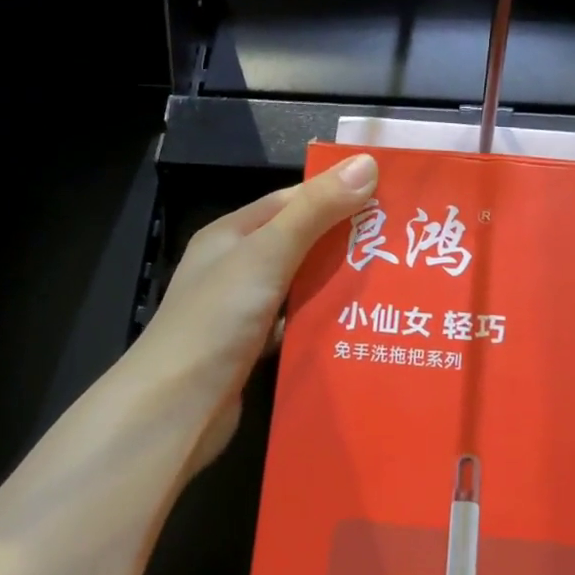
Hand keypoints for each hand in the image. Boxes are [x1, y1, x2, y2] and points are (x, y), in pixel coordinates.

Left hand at [132, 153, 380, 481]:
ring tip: (394, 284)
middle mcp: (235, 268)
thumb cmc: (216, 321)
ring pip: (300, 288)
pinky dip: (322, 325)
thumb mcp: (266, 255)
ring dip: (337, 286)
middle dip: (345, 243)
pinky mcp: (252, 350)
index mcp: (231, 235)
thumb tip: (366, 163)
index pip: (291, 202)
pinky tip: (360, 327)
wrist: (173, 410)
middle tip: (402, 245)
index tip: (388, 199)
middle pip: (299, 245)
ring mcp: (242, 312)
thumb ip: (314, 211)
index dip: (336, 195)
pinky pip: (296, 327)